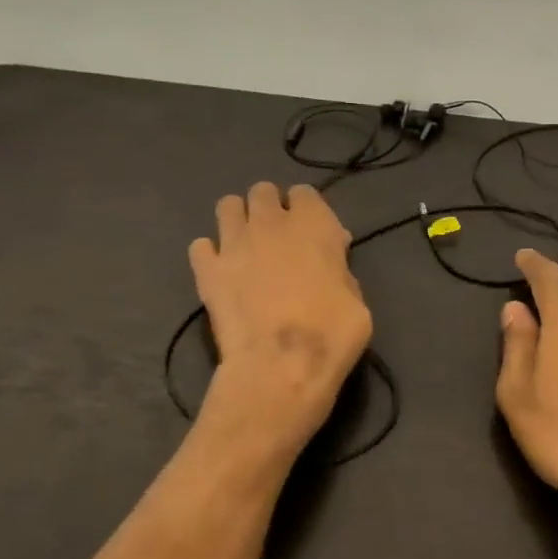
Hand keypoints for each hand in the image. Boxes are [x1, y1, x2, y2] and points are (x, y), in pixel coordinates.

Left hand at [188, 182, 372, 462]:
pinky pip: (200, 246)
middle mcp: (271, 223)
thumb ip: (341, 270)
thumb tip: (331, 261)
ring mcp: (234, 243)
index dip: (307, 210)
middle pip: (263, 191)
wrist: (280, 367)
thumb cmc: (331, 335)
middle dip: (269, 207)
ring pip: (227, 206)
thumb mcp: (357, 301)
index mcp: (314, 224)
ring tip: (246, 246)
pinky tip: (220, 272)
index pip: (305, 193)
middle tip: (276, 237)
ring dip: (237, 220)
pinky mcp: (207, 270)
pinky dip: (209, 255)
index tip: (311, 233)